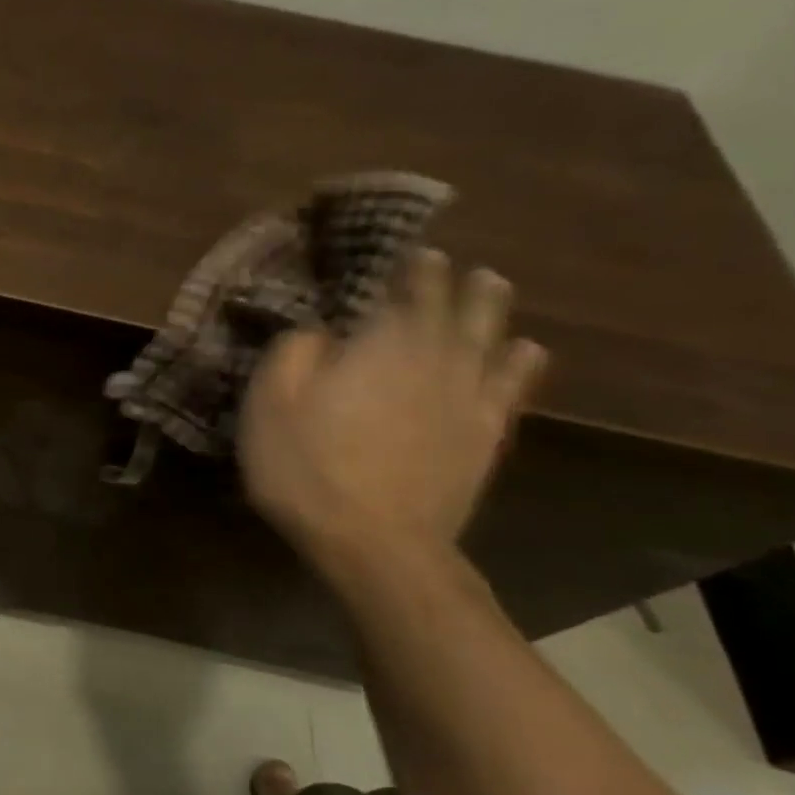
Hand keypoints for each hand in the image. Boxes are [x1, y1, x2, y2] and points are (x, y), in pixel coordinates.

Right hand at [237, 249, 546, 564]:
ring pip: (490, 337)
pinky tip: (525, 349)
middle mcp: (437, 358)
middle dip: (453, 282)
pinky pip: (510, 386)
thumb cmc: (307, 467)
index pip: (406, 291)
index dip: (410, 270)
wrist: (373, 540)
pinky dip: (520, 361)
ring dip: (491, 308)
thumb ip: (294, 352)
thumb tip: (320, 329)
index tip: (411, 254)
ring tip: (491, 286)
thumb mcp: (270, 404)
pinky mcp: (484, 435)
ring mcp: (467, 397)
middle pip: (455, 308)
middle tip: (452, 264)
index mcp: (382, 344)